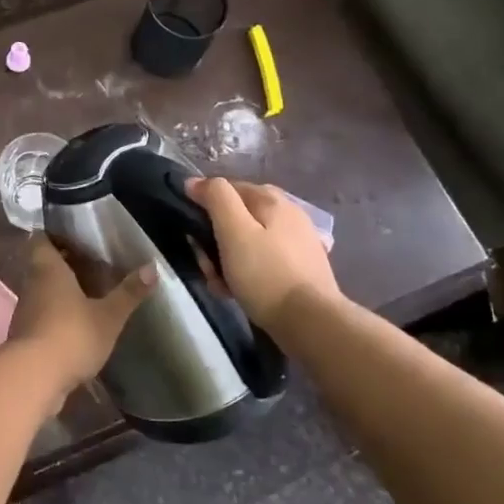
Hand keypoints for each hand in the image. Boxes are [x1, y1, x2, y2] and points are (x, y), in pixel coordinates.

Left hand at [6, 236, 154, 390]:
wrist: (33, 378)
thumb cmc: (72, 335)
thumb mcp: (108, 315)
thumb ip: (129, 292)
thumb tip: (152, 266)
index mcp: (48, 268)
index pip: (42, 239)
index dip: (56, 236)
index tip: (77, 238)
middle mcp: (32, 283)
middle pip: (43, 264)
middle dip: (64, 264)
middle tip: (91, 265)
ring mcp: (25, 310)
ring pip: (42, 290)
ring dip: (60, 290)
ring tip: (88, 293)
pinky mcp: (25, 335)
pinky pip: (41, 314)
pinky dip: (56, 314)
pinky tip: (76, 323)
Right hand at [186, 177, 340, 329]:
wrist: (311, 322)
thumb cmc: (265, 274)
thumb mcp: (233, 231)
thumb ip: (216, 198)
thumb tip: (195, 181)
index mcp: (272, 199)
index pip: (226, 189)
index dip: (204, 207)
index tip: (193, 235)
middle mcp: (288, 213)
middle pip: (237, 218)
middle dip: (215, 239)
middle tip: (208, 266)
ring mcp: (298, 241)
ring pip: (248, 242)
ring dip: (227, 260)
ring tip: (222, 284)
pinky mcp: (301, 268)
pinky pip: (263, 262)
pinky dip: (248, 273)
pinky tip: (240, 292)